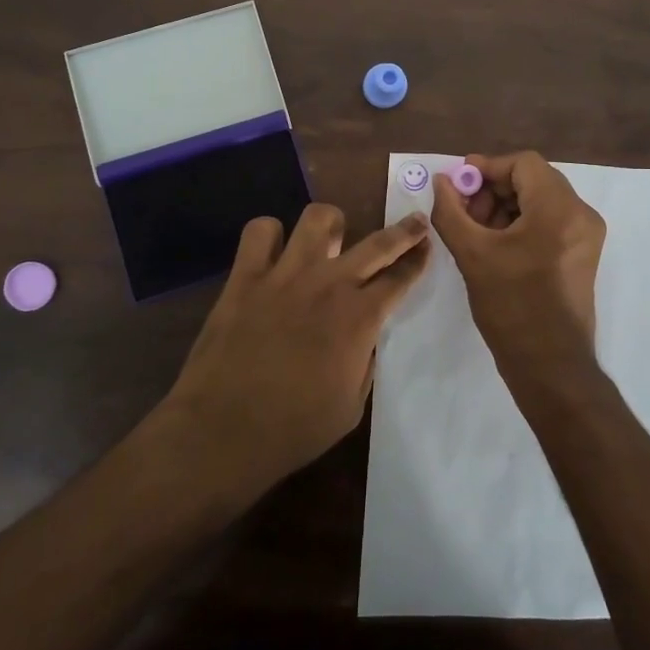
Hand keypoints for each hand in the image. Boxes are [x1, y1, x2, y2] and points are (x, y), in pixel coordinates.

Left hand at [162, 203, 431, 497]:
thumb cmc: (294, 429)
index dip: (417, 260)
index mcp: (359, 318)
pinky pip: (260, 231)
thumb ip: (363, 362)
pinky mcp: (245, 275)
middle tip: (414, 222)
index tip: (426, 247)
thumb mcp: (351, 406)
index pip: (399, 278)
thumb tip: (363, 337)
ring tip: (332, 238)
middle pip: (377, 243)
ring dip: (332, 224)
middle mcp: (328, 284)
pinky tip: (274, 252)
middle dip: (403, 231)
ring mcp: (285, 274)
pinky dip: (270, 235)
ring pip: (318, 219)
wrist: (223, 431)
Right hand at [430, 152, 605, 381]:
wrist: (550, 364)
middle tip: (464, 210)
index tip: (458, 184)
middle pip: (533, 179)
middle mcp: (581, 214)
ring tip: (476, 230)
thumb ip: (450, 211)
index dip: (487, 167)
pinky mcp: (583, 253)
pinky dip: (522, 222)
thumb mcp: (472, 255)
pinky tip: (496, 244)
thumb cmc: (511, 306)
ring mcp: (586, 234)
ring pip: (541, 199)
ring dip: (506, 205)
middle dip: (494, 188)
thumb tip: (442, 181)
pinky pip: (550, 220)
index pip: (523, 163)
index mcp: (559, 209)